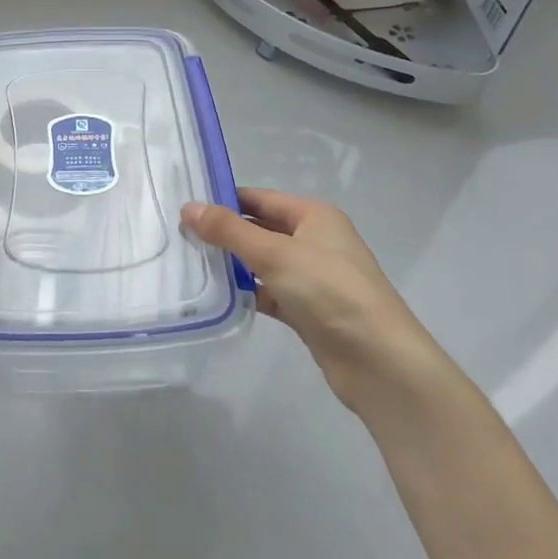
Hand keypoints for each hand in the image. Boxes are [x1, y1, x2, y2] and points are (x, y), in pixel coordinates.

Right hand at [183, 188, 442, 414]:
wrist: (378, 360)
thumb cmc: (329, 291)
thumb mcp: (275, 254)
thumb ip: (229, 231)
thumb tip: (189, 207)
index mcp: (314, 215)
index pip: (260, 198)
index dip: (225, 200)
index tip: (185, 207)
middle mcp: (315, 240)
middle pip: (261, 229)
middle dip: (224, 233)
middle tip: (179, 236)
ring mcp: (313, 277)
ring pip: (263, 263)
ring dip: (233, 264)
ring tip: (189, 264)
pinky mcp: (308, 310)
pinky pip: (270, 293)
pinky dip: (247, 293)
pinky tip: (216, 297)